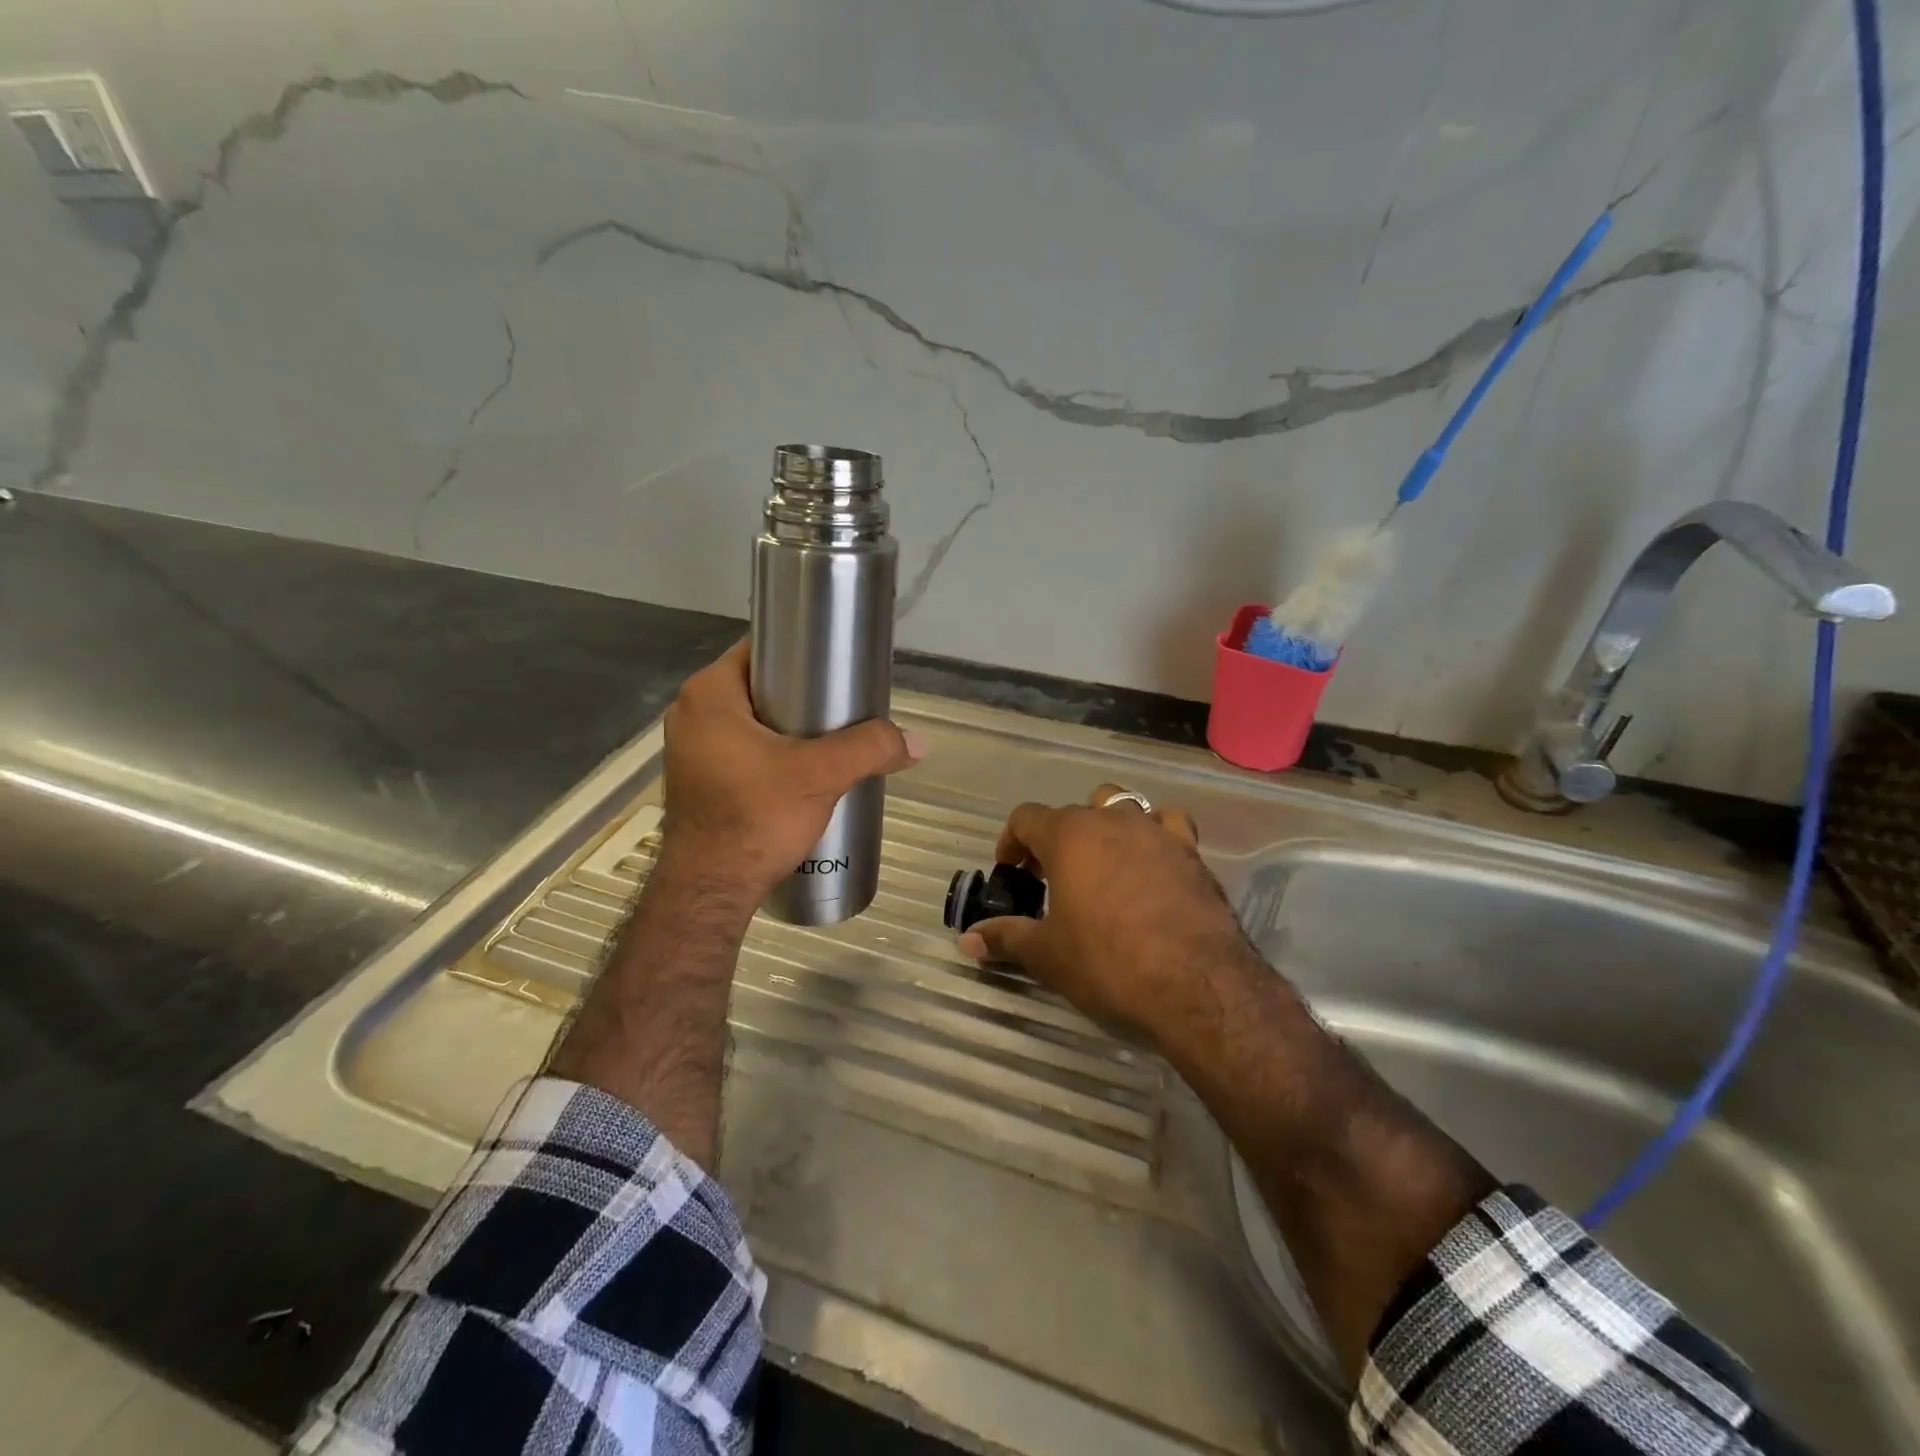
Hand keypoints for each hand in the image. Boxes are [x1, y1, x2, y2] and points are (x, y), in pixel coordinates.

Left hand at [659, 640, 922, 905]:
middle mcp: (691, 712)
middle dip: (804, 694)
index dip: (804, 652)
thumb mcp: (821, 776)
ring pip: (753, 720)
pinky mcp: (699, 779)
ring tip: (833, 740)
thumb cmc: (756, 818)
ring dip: (791, 727)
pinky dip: (772, 751)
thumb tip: (918, 743)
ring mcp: (690, 748)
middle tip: (845, 708)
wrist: (712, 891)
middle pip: (761, 686)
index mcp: (709, 694)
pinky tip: (804, 770)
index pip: (762, 649)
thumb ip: (870, 749)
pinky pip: (743, 748)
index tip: (840, 668)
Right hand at [958, 785, 1258, 1030]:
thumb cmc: (1108, 961)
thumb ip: (1006, 938)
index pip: (1026, 818)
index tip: (1010, 871)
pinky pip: (1169, 825)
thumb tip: (968, 939)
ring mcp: (1155, 831)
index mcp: (1069, 835)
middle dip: (1058, 838)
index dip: (1012, 841)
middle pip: (1074, 811)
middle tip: (1053, 877)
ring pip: (1122, 807)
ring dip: (1106, 827)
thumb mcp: (1048, 955)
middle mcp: (1111, 820)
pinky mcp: (1191, 852)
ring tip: (1103, 865)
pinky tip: (1153, 863)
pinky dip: (1155, 835)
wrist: (1195, 982)